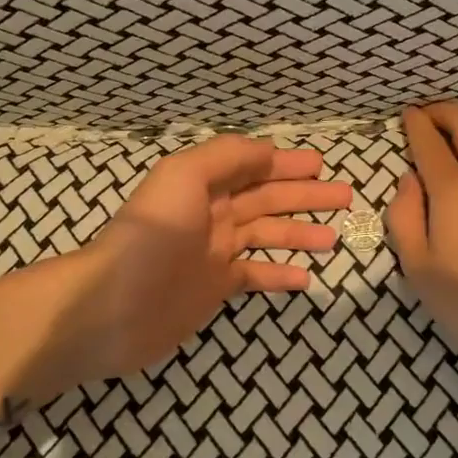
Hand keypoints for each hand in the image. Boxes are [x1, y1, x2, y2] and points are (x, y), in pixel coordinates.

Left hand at [24, 136, 351, 399]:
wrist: (112, 306)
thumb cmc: (151, 234)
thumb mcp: (184, 176)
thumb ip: (227, 156)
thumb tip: (268, 152)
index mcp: (204, 183)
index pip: (254, 167)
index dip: (287, 164)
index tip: (321, 165)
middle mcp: (213, 213)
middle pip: (268, 198)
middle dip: (306, 195)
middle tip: (345, 196)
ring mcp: (215, 252)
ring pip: (268, 236)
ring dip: (301, 233)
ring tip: (335, 237)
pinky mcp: (215, 288)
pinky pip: (256, 276)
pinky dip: (281, 275)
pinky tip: (308, 278)